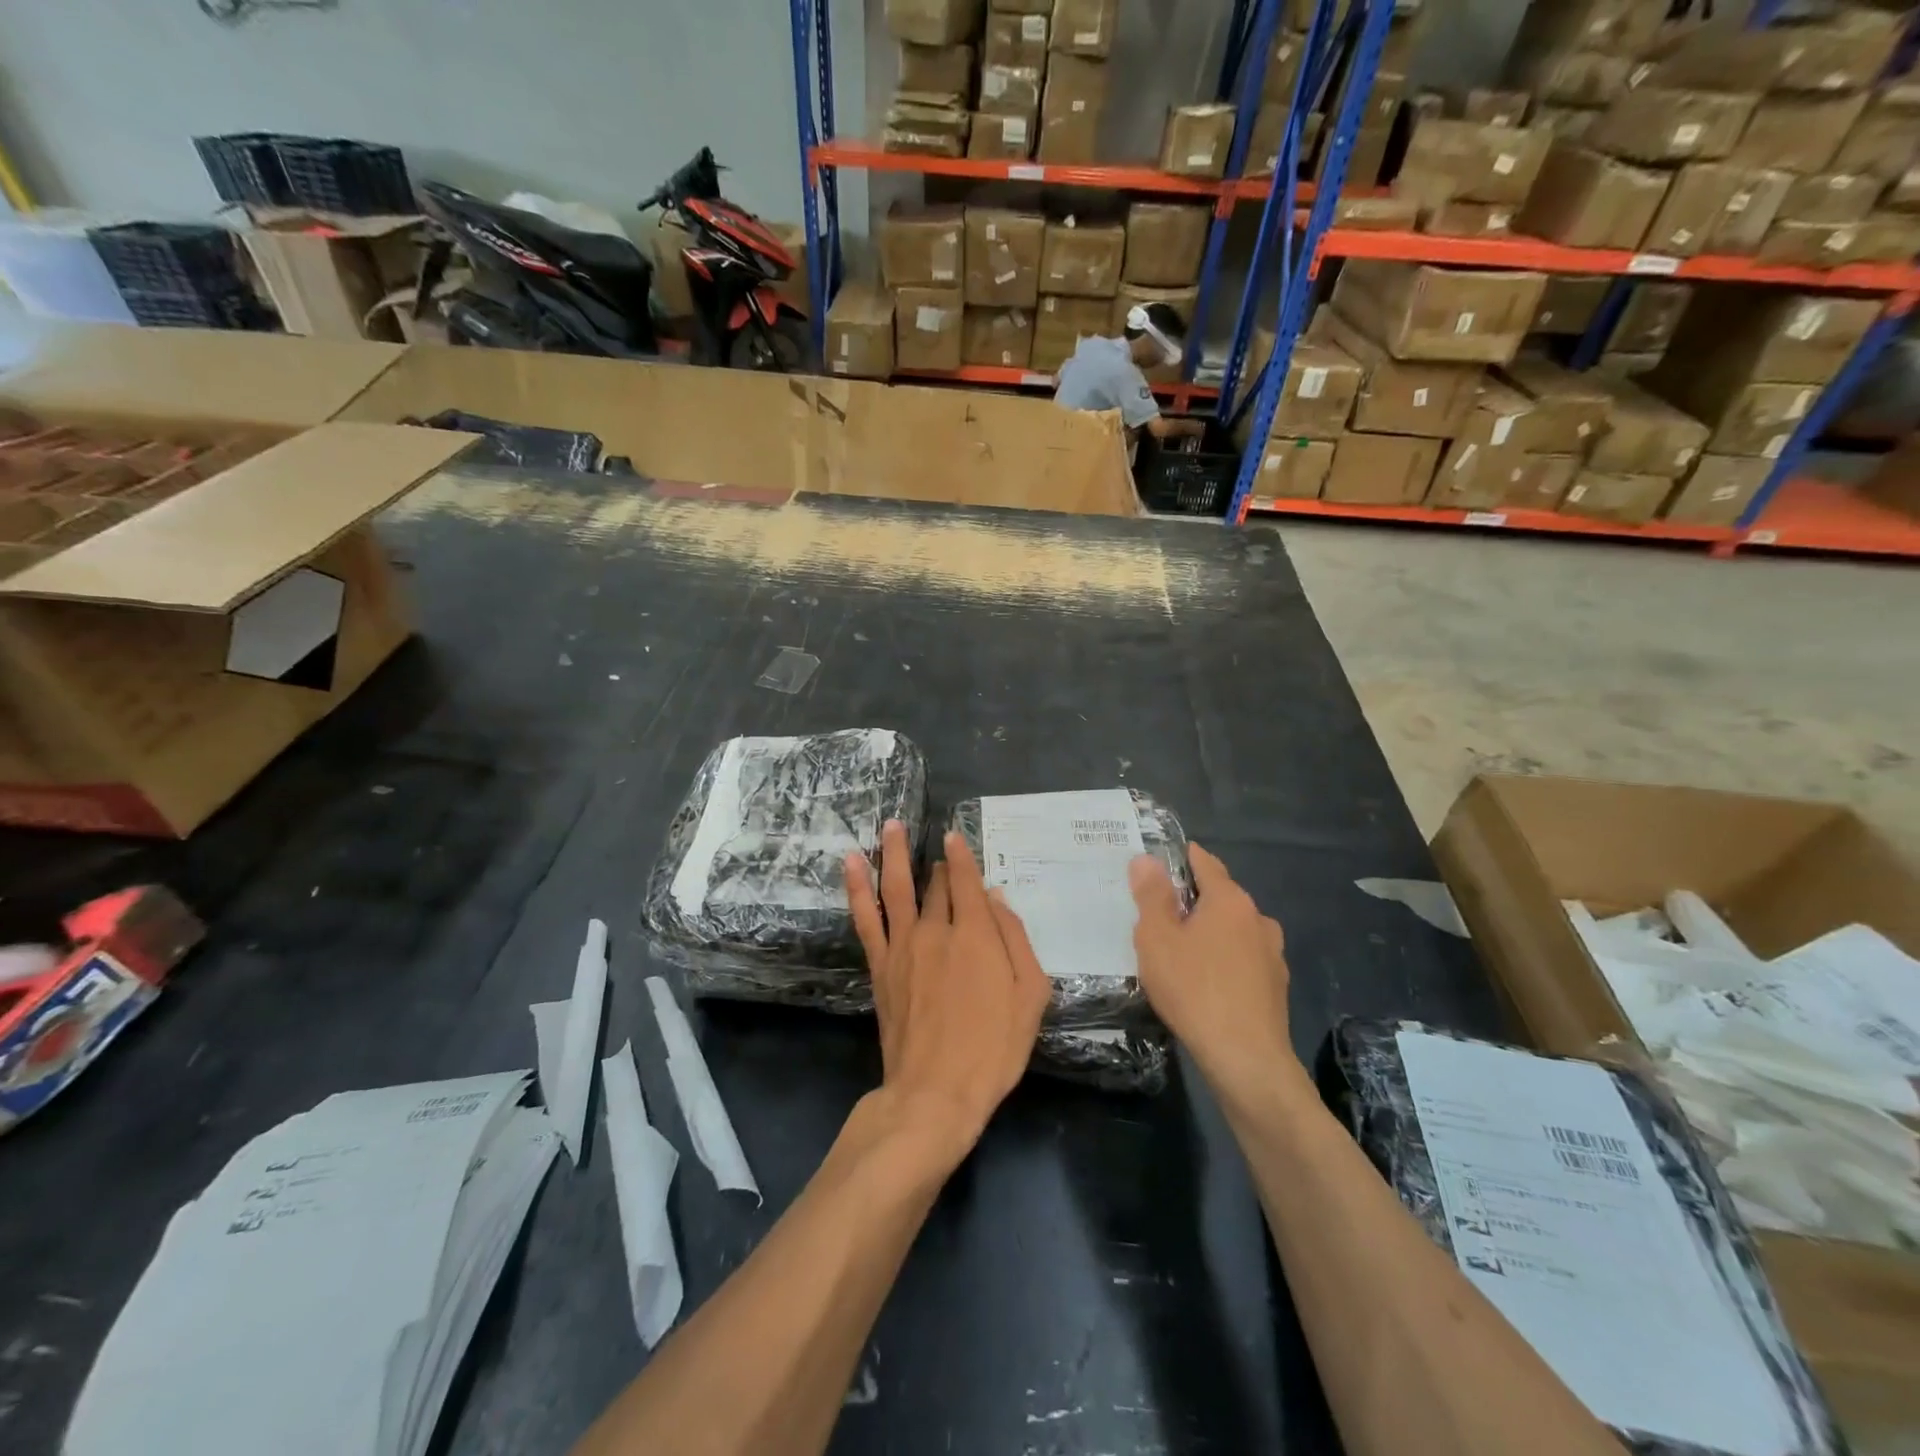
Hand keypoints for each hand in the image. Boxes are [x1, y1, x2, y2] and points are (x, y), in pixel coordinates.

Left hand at [846, 824, 1050, 1157]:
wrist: (935, 1092)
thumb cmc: (993, 1047)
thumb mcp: (1030, 995)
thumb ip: (1015, 938)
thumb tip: (995, 897)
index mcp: (976, 934)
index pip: (967, 880)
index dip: (962, 854)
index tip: (955, 833)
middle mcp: (936, 929)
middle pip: (937, 883)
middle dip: (940, 863)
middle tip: (939, 847)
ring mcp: (903, 945)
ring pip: (896, 886)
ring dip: (893, 853)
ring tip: (890, 825)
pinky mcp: (880, 965)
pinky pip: (866, 916)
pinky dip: (857, 886)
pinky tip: (851, 863)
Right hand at [1129, 843, 1293, 1093]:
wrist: (1246, 1058)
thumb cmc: (1194, 989)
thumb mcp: (1157, 939)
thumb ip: (1152, 896)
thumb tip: (1146, 859)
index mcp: (1229, 900)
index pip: (1206, 863)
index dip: (1185, 857)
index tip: (1166, 858)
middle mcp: (1257, 918)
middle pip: (1222, 896)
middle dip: (1195, 898)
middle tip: (1163, 910)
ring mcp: (1273, 953)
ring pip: (1236, 929)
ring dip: (1213, 931)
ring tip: (1185, 948)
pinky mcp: (1276, 985)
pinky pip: (1245, 958)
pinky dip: (1226, 958)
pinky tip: (1209, 980)